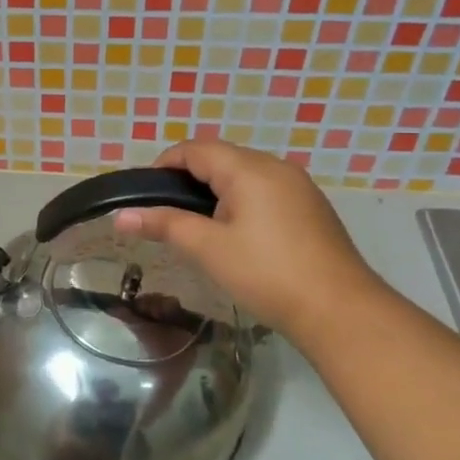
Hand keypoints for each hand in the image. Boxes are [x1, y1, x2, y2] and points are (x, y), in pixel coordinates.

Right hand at [113, 135, 383, 340]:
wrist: (340, 310)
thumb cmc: (267, 273)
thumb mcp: (208, 249)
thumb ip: (164, 225)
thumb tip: (120, 216)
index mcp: (249, 169)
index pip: (196, 149)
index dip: (165, 164)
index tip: (145, 194)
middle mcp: (275, 167)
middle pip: (220, 158)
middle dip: (189, 178)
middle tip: (167, 215)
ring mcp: (298, 186)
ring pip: (244, 174)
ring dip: (215, 190)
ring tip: (197, 226)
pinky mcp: (310, 207)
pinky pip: (265, 190)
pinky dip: (241, 200)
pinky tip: (236, 234)